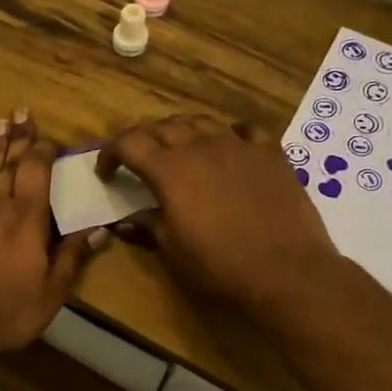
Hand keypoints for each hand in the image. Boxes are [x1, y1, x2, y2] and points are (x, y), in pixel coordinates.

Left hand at [0, 108, 103, 358]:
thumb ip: (72, 256)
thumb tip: (99, 228)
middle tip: (20, 111)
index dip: (43, 151)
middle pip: (8, 162)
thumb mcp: (51, 292)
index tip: (48, 136)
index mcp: (27, 217)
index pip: (36, 171)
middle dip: (17, 137)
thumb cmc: (5, 310)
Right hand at [95, 114, 339, 316]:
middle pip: (162, 126)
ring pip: (201, 121)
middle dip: (143, 138)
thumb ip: (148, 225)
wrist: (285, 270)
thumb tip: (128, 220)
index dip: (111, 153)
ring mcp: (238, 145)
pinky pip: (245, 130)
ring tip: (179, 148)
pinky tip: (229, 146)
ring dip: (182, 130)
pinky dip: (229, 134)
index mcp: (169, 170)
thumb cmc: (219, 264)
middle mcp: (200, 146)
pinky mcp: (270, 153)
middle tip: (138, 159)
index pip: (129, 143)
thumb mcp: (173, 250)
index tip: (106, 172)